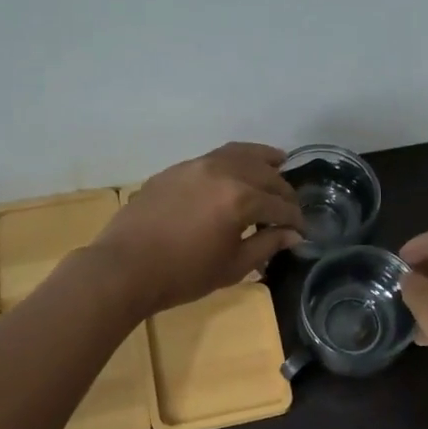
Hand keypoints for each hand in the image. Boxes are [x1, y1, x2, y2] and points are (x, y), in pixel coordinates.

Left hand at [90, 142, 303, 314]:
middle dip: (283, 190)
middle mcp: (223, 172)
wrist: (125, 268)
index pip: (279, 205)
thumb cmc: (183, 275)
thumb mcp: (233, 266)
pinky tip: (237, 171)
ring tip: (278, 162)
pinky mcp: (177, 169)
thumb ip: (266, 244)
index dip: (295, 219)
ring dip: (263, 160)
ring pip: (240, 153)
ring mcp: (197, 165)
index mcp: (241, 198)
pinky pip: (215, 157)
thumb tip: (292, 234)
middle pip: (265, 174)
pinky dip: (235, 160)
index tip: (302, 231)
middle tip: (290, 207)